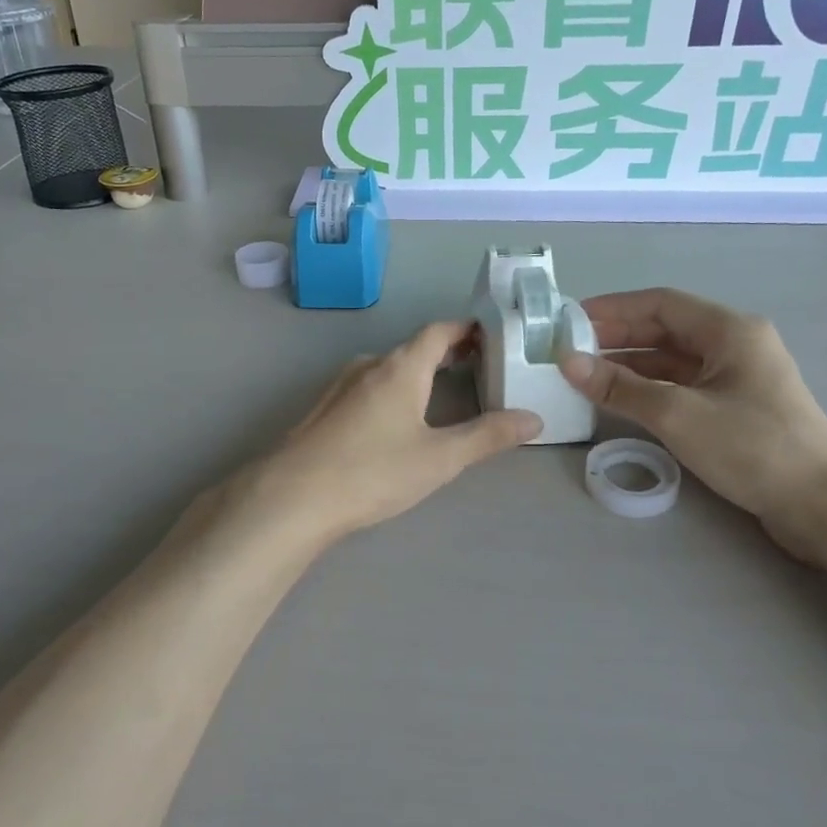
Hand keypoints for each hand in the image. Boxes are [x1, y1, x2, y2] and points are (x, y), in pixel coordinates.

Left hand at [251, 322, 541, 547]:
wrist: (293, 497)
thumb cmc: (373, 472)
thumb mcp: (440, 458)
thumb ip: (487, 436)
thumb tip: (533, 419)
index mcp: (400, 367)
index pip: (438, 331)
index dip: (466, 329)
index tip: (491, 335)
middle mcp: (369, 365)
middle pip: (413, 348)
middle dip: (446, 352)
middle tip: (477, 366)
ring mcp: (340, 385)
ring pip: (388, 367)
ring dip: (417, 372)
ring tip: (443, 392)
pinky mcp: (323, 409)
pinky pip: (367, 386)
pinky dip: (392, 389)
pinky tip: (396, 419)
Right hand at [560, 289, 826, 558]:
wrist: (823, 505)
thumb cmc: (753, 447)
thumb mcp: (678, 414)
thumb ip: (620, 387)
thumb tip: (567, 362)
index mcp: (729, 330)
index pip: (660, 303)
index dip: (612, 308)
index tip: (570, 320)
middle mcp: (734, 344)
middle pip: (666, 329)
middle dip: (617, 336)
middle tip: (570, 349)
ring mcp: (737, 377)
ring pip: (672, 359)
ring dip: (630, 364)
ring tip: (585, 375)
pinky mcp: (736, 407)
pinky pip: (683, 385)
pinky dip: (650, 388)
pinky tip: (621, 399)